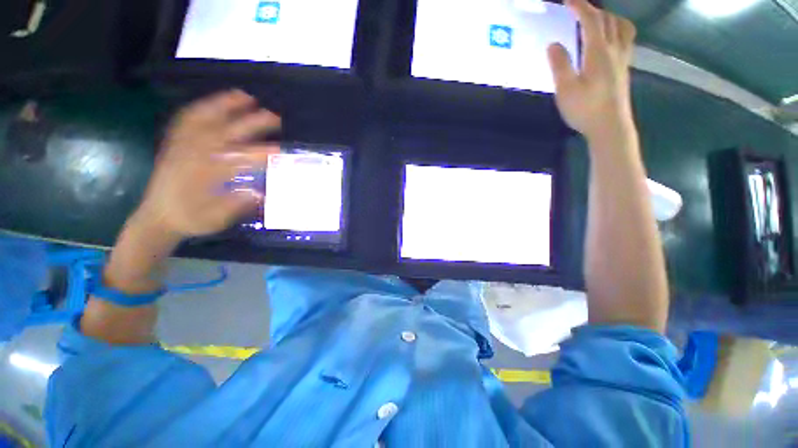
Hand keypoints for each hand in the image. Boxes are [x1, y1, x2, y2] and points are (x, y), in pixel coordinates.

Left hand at [136, 90, 280, 238]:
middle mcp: (192, 155)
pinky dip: (202, 108)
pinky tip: (214, 103)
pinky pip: (186, 120)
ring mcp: (181, 146)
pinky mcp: (175, 144)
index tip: (282, 151)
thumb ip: (236, 204)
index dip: (262, 154)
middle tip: (274, 117)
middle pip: (225, 133)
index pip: (239, 160)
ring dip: (225, 105)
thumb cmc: (190, 219)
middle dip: (251, 123)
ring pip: (203, 119)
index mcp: (205, 175)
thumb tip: (261, 192)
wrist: (157, 217)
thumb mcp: (215, 219)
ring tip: (245, 97)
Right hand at [547, 0, 636, 140]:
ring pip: (621, 27)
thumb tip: (553, 44)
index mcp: (598, 52)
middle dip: (592, 10)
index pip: (591, 20)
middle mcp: (614, 49)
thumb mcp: (566, 89)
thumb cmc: (585, 109)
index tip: (567, 0)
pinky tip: (609, 39)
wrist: (610, 126)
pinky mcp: (624, 68)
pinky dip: (617, 30)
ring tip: (597, 20)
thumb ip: (560, 65)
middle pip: (608, 19)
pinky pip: (625, 39)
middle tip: (577, 10)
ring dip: (609, 17)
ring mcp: (622, 59)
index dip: (579, 6)